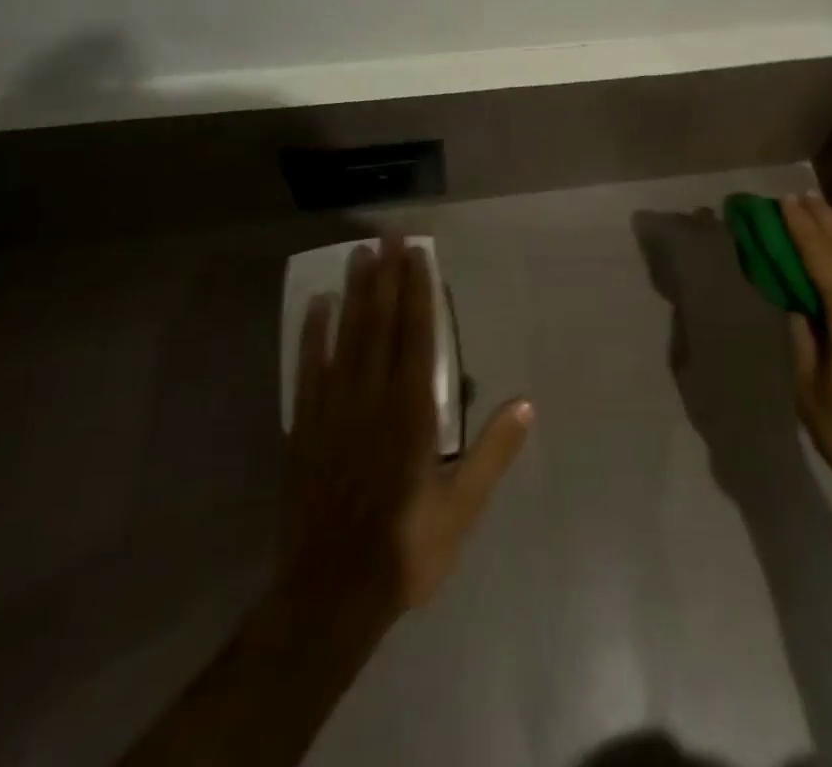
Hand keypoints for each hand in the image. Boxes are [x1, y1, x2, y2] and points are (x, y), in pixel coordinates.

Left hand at [278, 235, 532, 646]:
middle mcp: (372, 399)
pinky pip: (309, 370)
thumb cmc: (405, 550)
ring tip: (358, 254)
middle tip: (387, 235)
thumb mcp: (461, 509)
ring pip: (346, 337)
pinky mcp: (305, 428)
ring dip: (353, 293)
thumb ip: (492, 454)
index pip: (416, 336)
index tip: (417, 253)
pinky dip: (313, 335)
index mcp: (412, 413)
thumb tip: (526, 403)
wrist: (329, 596)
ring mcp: (334, 410)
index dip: (418, 291)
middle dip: (386, 276)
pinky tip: (317, 306)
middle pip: (380, 324)